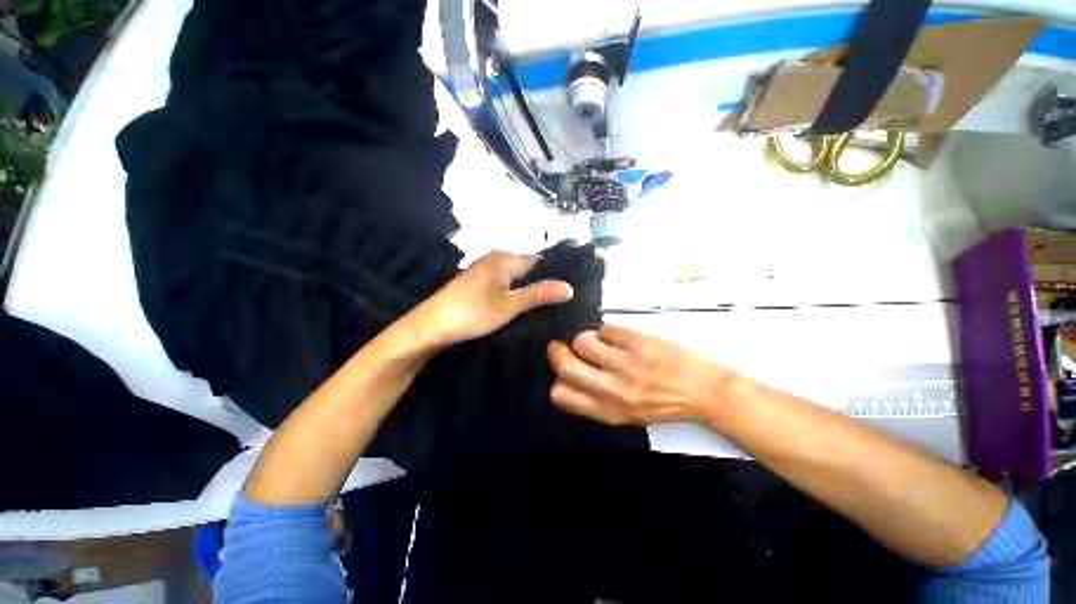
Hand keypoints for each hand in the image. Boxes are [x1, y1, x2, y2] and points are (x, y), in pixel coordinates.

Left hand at [405, 251, 573, 348]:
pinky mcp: (479, 282)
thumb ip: (539, 294)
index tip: (571, 290)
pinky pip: (505, 283)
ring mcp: (485, 270)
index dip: (555, 273)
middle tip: (562, 302)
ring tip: (548, 305)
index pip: (540, 260)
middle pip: (528, 268)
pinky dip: (515, 292)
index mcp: (505, 258)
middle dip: (543, 282)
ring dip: (529, 289)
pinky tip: (523, 305)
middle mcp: (496, 258)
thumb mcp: (510, 305)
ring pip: (516, 277)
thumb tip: (570, 287)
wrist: (432, 325)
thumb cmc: (473, 312)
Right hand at [547, 324, 732, 425]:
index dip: (558, 378)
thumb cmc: (666, 404)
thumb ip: (598, 400)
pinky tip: (619, 336)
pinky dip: (608, 329)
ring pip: (583, 341)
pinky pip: (606, 328)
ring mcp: (625, 365)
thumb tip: (571, 376)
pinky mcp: (639, 344)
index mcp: (607, 411)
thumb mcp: (628, 413)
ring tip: (600, 340)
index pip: (561, 395)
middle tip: (563, 345)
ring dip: (586, 337)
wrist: (707, 394)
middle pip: (565, 365)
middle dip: (558, 351)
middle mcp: (612, 390)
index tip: (564, 369)